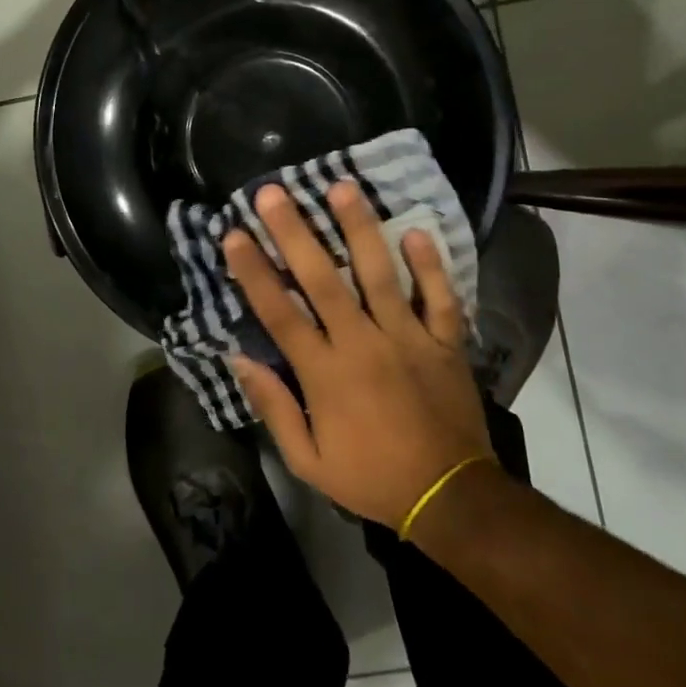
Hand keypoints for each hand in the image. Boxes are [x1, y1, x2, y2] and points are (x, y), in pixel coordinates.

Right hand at [225, 181, 496, 528]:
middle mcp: (363, 344)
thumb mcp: (308, 462)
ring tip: (342, 187)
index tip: (234, 234)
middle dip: (295, 233)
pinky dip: (430, 266)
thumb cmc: (371, 477)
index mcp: (326, 373)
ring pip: (380, 274)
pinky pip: (439, 298)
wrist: (450, 499)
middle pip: (323, 280)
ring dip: (359, 229)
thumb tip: (238, 359)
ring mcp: (407, 338)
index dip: (254, 271)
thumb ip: (274, 408)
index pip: (280, 312)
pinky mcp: (444, 342)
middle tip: (274, 193)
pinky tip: (415, 230)